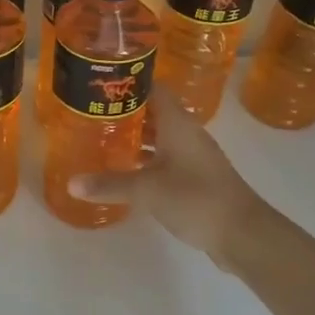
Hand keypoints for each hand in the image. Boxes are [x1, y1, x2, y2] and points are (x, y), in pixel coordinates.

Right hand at [68, 103, 285, 261]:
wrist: (243, 233)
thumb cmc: (195, 197)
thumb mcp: (146, 189)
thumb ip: (109, 184)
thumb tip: (71, 183)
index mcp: (178, 123)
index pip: (153, 88)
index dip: (129, 82)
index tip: (101, 82)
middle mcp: (187, 133)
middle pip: (154, 111)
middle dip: (126, 111)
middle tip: (93, 112)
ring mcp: (194, 156)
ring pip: (160, 136)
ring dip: (136, 136)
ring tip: (102, 137)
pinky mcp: (196, 178)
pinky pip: (165, 158)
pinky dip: (146, 159)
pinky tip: (125, 169)